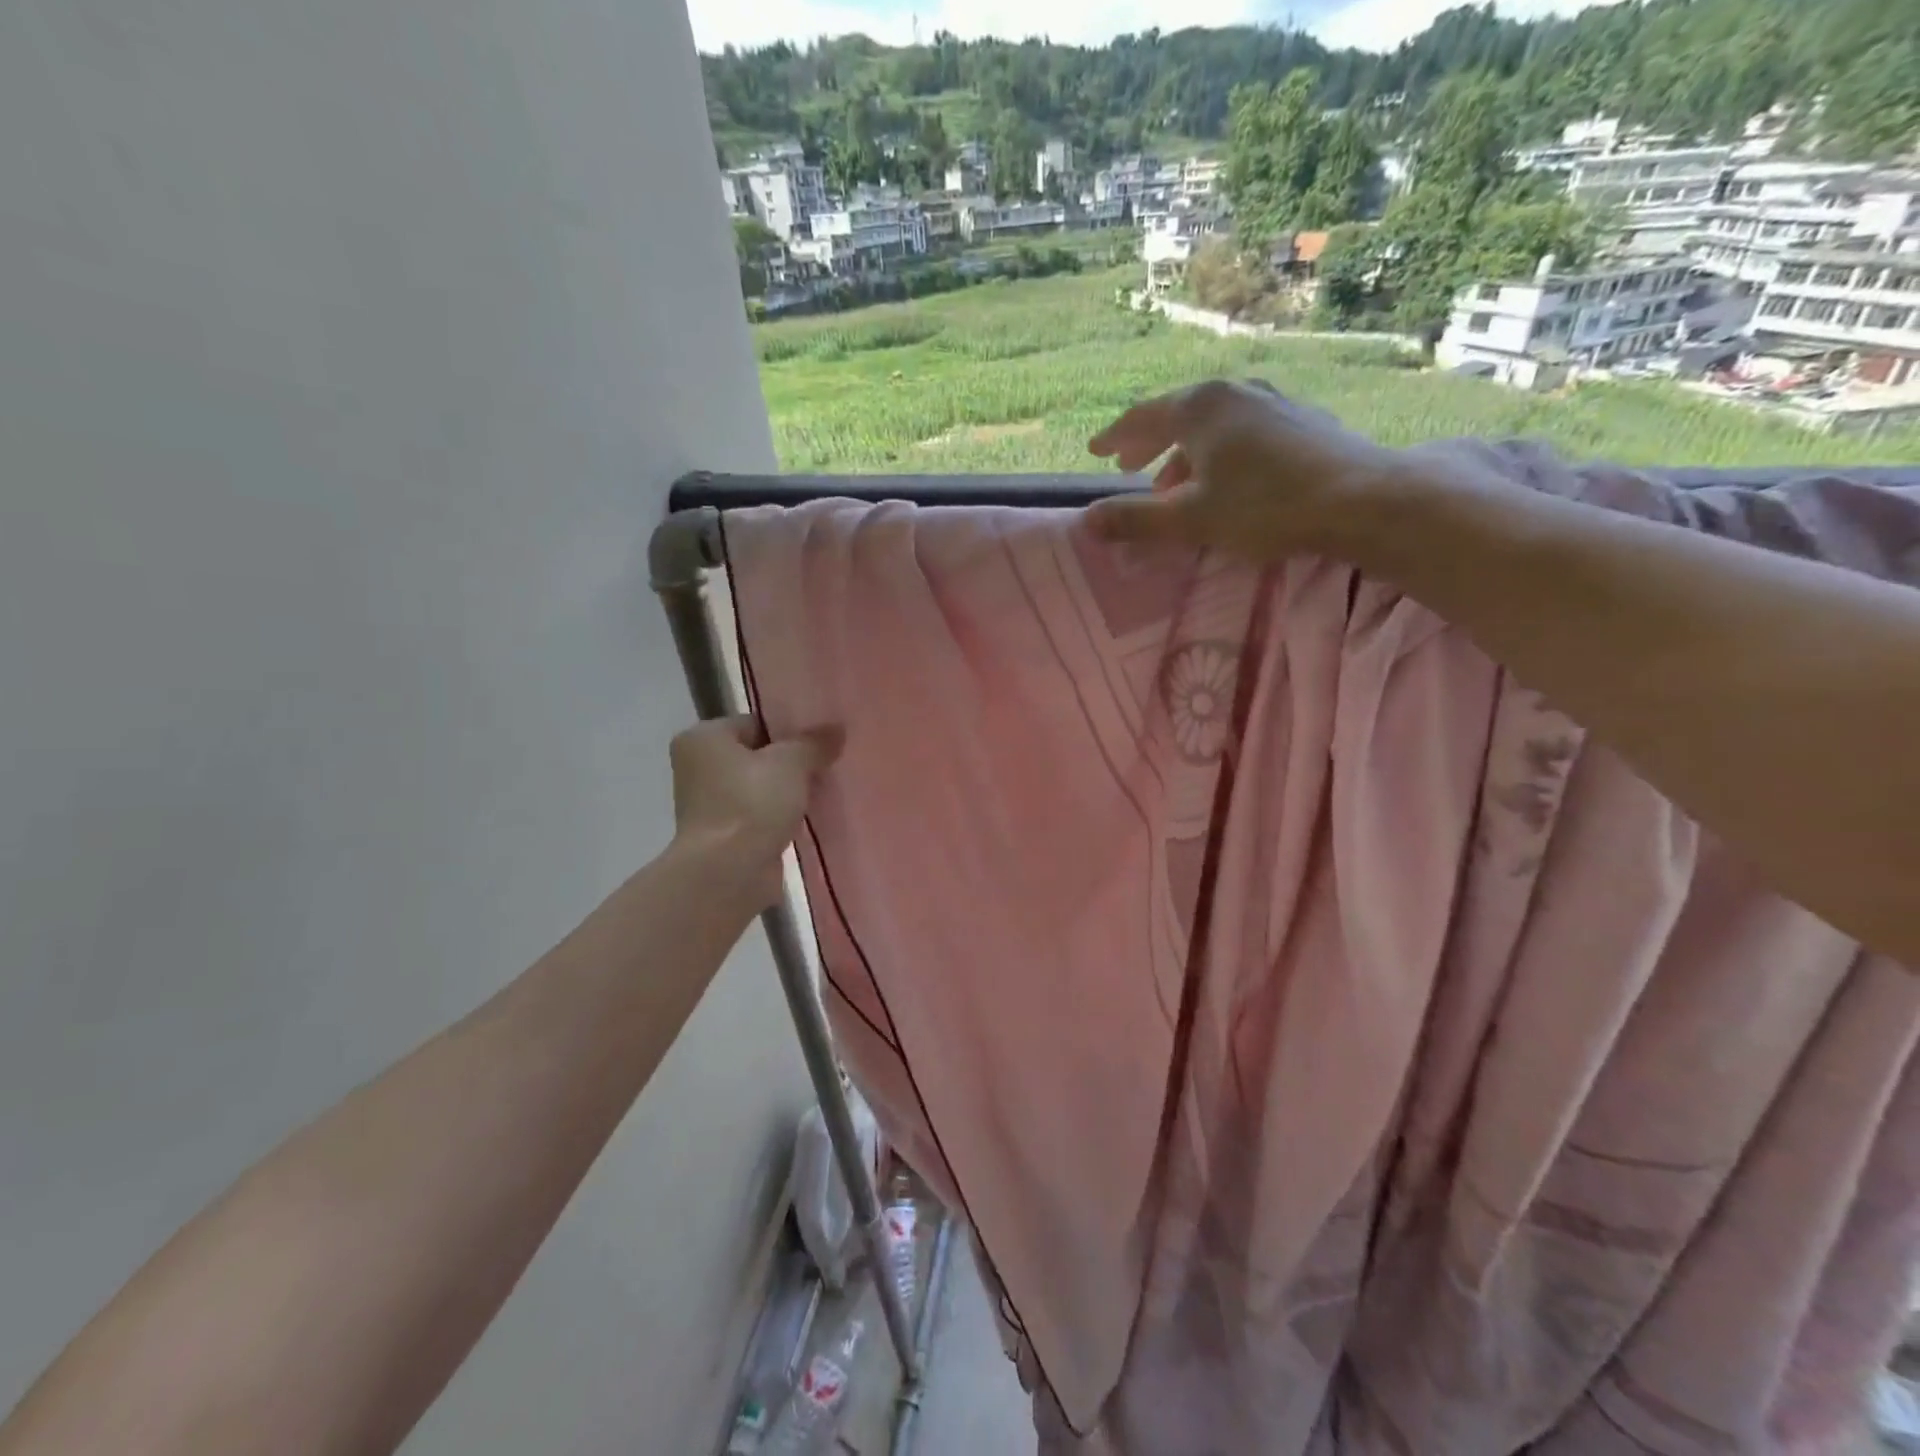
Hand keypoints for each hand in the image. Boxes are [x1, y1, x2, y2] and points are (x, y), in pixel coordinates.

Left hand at [670, 716, 842, 906]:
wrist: (728, 873)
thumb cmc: (751, 804)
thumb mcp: (790, 763)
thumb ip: (814, 743)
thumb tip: (837, 729)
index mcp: (704, 738)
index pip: (755, 723)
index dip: (791, 730)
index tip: (822, 739)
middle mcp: (699, 767)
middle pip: (759, 755)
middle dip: (792, 762)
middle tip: (829, 763)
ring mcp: (711, 804)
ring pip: (762, 787)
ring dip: (790, 791)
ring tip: (825, 790)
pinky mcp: (726, 835)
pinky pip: (762, 815)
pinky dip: (783, 816)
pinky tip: (811, 816)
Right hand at [1084, 379, 1407, 561]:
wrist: (1360, 498)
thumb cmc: (1264, 507)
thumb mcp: (1189, 519)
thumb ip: (1135, 519)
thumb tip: (1087, 520)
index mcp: (1200, 408)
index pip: (1143, 417)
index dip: (1115, 437)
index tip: (1095, 450)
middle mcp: (1234, 393)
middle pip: (1177, 414)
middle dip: (1149, 442)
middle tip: (1128, 465)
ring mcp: (1272, 401)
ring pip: (1213, 425)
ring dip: (1185, 453)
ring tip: (1174, 484)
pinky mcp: (1301, 420)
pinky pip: (1243, 431)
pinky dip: (1219, 451)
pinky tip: (1227, 476)